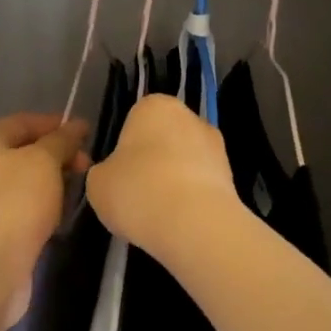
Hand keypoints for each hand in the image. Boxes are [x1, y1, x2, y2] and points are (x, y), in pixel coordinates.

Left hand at [0, 113, 90, 323]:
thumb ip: (62, 140)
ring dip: (54, 184)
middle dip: (59, 155)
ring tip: (79, 190)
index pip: (24, 122)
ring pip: (27, 182)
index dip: (56, 124)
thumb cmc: (15, 203)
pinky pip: (25, 208)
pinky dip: (44, 208)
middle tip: (88, 166)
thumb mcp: (43, 161)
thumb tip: (76, 125)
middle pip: (25, 151)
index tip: (88, 134)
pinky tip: (61, 216)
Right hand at [85, 94, 241, 257]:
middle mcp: (190, 117)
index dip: (124, 148)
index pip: (134, 119)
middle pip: (163, 139)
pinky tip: (178, 222)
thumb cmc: (137, 191)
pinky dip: (191, 200)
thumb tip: (114, 176)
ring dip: (174, 181)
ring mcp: (216, 146)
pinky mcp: (233, 177)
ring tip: (158, 214)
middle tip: (136, 193)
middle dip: (152, 162)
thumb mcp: (97, 183)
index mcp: (154, 106)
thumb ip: (104, 172)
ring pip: (185, 162)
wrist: (194, 224)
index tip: (119, 173)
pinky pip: (201, 185)